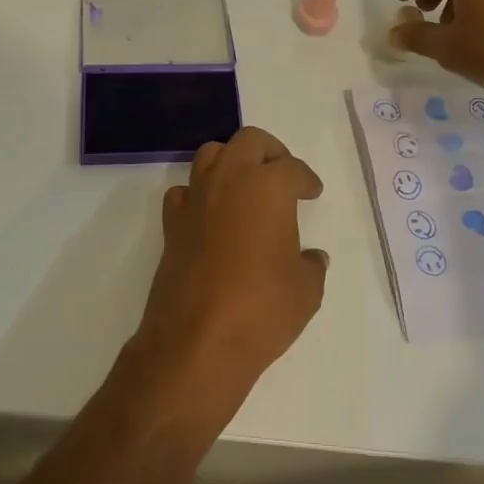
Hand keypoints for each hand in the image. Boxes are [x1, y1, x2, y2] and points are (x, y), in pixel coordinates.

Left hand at [138, 127, 328, 397]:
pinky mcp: (172, 225)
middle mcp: (229, 180)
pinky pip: (184, 192)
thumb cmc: (262, 309)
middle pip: (249, 141)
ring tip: (246, 186)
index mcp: (268, 187)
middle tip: (282, 174)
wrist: (198, 341)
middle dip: (270, 151)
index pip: (292, 168)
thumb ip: (311, 265)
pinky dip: (199, 194)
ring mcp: (196, 200)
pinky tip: (211, 214)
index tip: (312, 191)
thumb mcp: (306, 290)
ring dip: (231, 161)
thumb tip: (311, 258)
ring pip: (211, 154)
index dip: (306, 179)